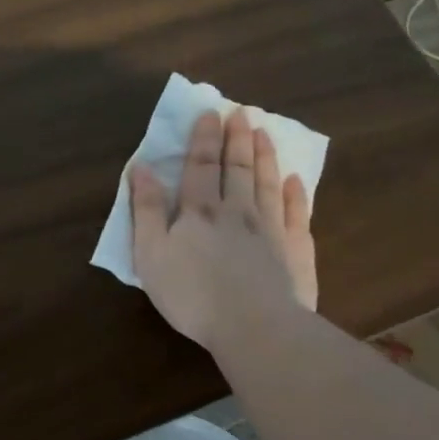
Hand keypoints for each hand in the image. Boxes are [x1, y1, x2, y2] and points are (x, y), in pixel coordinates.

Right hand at [130, 106, 317, 349]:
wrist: (254, 326)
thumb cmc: (191, 293)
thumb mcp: (150, 254)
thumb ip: (146, 210)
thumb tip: (142, 169)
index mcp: (199, 212)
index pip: (201, 166)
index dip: (204, 139)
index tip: (210, 113)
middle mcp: (237, 211)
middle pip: (239, 168)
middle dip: (237, 139)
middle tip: (242, 113)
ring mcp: (271, 230)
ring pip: (268, 184)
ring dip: (265, 157)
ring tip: (265, 134)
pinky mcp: (296, 252)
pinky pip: (297, 215)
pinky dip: (296, 195)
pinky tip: (296, 181)